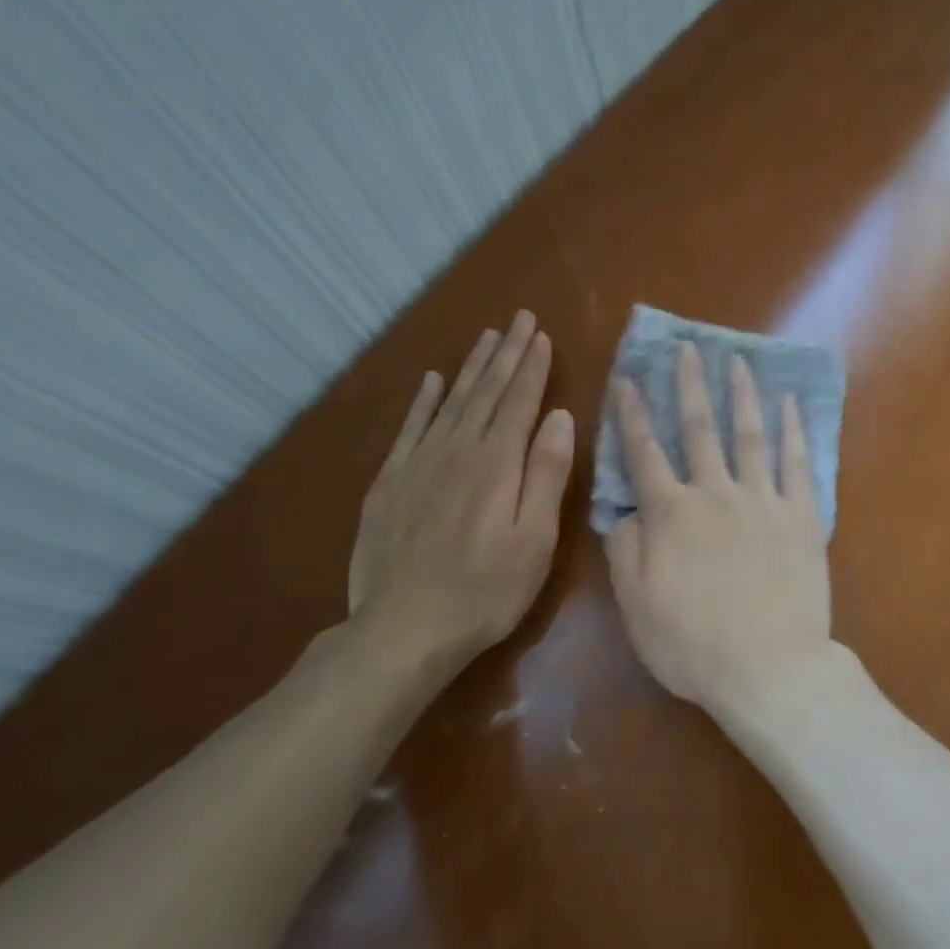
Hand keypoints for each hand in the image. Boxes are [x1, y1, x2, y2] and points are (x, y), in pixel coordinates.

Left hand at [347, 310, 574, 686]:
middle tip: (519, 319)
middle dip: (506, 354)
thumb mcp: (535, 538)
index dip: (533, 366)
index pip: (520, 401)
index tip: (542, 335)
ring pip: (451, 402)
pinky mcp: (390, 484)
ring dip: (472, 368)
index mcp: (498, 463)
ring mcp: (419, 464)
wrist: (403, 629)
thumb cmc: (487, 590)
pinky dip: (423, 402)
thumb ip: (547, 473)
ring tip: (487, 338)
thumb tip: (559, 415)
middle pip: (486, 392)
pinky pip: (410, 429)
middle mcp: (458, 450)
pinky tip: (432, 382)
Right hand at [604, 343, 832, 720]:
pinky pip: (796, 463)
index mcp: (671, 515)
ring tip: (737, 361)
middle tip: (687, 349)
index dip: (633, 414)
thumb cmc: (693, 645)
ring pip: (749, 435)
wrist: (769, 668)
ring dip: (741, 394)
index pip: (644, 453)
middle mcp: (715, 494)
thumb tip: (627, 510)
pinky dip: (793, 430)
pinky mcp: (802, 516)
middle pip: (699, 429)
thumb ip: (626, 551)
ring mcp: (763, 501)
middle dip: (690, 386)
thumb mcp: (636, 606)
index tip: (629, 379)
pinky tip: (789, 403)